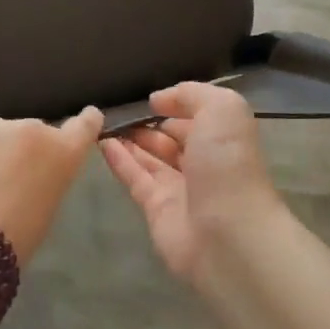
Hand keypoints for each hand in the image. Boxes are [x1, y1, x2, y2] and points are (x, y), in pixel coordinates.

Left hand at [0, 109, 103, 258]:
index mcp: (62, 152)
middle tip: (8, 180)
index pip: (85, 125)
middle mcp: (32, 129)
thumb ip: (47, 178)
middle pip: (33, 133)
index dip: (86, 122)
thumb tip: (34, 172)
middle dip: (25, 150)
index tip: (87, 118)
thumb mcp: (46, 209)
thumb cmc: (12, 241)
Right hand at [100, 82, 285, 281]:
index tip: (148, 98)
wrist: (228, 234)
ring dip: (130, 140)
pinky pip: (134, 177)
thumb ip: (191, 94)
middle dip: (150, 124)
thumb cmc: (227, 163)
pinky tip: (101, 142)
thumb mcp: (221, 109)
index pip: (196, 116)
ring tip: (104, 122)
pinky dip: (118, 159)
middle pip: (172, 138)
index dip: (174, 105)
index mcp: (223, 137)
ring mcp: (180, 187)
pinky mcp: (156, 208)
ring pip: (151, 158)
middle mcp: (204, 161)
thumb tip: (159, 100)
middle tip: (119, 110)